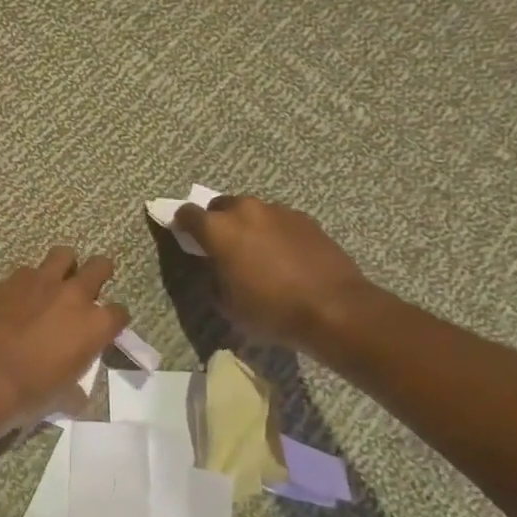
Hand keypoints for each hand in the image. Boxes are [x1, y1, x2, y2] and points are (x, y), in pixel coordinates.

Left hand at [0, 248, 128, 427]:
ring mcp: (40, 282)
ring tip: (54, 281)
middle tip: (89, 286)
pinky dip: (27, 281)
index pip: (119, 313)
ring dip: (63, 266)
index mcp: (94, 325)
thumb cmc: (28, 392)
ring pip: (63, 255)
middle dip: (99, 272)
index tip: (106, 327)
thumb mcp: (62, 398)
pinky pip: (26, 271)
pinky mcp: (9, 280)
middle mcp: (73, 295)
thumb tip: (76, 397)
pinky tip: (18, 296)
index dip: (114, 320)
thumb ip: (75, 391)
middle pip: (99, 267)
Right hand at [171, 196, 377, 360]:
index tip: (185, 236)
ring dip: (247, 225)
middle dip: (217, 222)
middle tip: (223, 247)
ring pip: (252, 211)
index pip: (187, 213)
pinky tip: (283, 256)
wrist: (334, 308)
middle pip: (220, 206)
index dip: (182, 224)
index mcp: (218, 229)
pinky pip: (278, 220)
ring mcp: (278, 211)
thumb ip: (212, 277)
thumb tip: (215, 266)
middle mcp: (245, 210)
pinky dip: (273, 232)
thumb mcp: (226, 304)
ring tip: (257, 252)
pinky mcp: (305, 218)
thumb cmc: (271, 310)